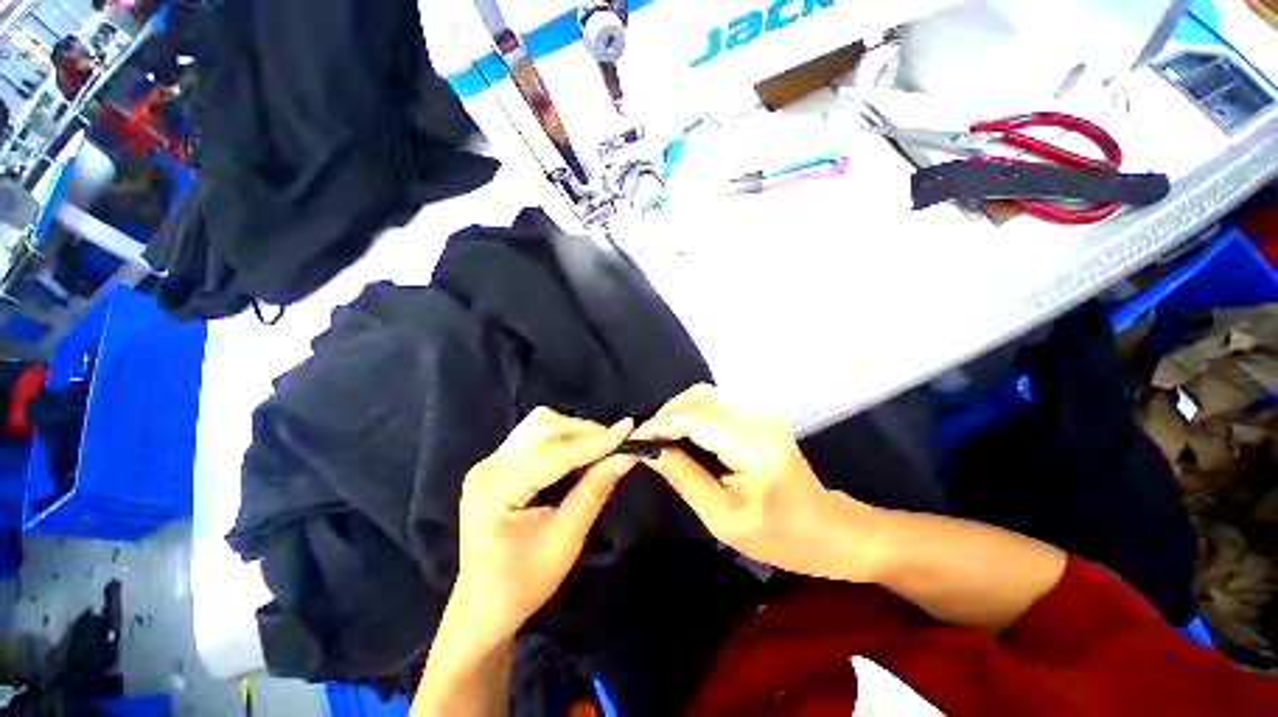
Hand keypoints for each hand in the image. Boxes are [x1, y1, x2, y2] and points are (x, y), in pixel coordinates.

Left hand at [451, 407, 636, 646]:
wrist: (481, 609)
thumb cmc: (521, 585)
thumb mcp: (564, 541)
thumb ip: (594, 491)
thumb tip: (626, 456)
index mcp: (496, 489)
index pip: (554, 453)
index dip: (595, 440)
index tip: (629, 428)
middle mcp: (488, 466)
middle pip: (543, 426)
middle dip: (584, 432)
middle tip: (615, 447)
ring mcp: (490, 463)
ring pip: (540, 427)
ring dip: (574, 434)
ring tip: (599, 453)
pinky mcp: (497, 465)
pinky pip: (536, 438)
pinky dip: (563, 441)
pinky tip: (579, 459)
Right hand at [632, 384, 883, 580]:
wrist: (830, 531)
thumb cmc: (781, 537)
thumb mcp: (725, 518)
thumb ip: (685, 478)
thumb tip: (650, 451)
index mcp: (752, 444)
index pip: (695, 418)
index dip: (659, 424)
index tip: (632, 437)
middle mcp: (758, 418)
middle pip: (700, 397)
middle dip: (666, 414)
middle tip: (644, 439)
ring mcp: (762, 414)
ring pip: (708, 395)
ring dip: (679, 411)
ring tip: (658, 436)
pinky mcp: (761, 417)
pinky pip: (718, 404)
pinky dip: (694, 412)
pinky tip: (682, 432)